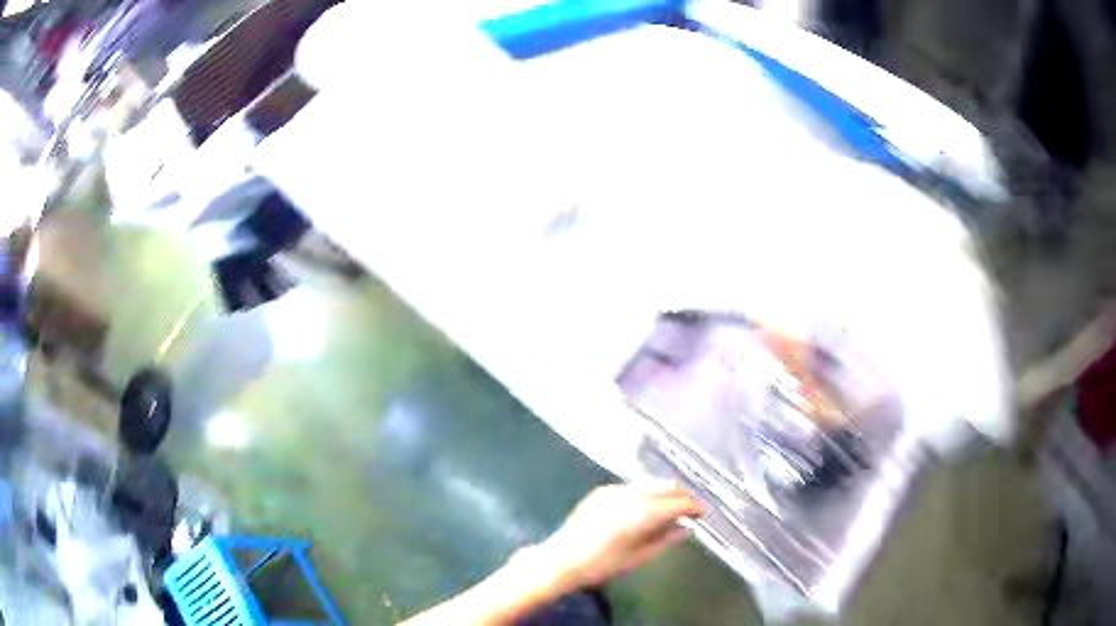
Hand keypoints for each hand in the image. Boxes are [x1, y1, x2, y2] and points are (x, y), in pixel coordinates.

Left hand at [535, 483, 703, 591]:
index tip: (704, 515)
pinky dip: (648, 494)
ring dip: (666, 493)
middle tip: (694, 510)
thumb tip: (685, 528)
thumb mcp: (637, 558)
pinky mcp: (602, 491)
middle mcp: (629, 495)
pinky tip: (649, 508)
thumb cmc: (600, 566)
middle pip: (666, 487)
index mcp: (640, 513)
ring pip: (651, 484)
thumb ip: (664, 540)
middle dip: (684, 496)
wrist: (560, 560)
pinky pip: (634, 487)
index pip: (677, 502)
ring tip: (674, 509)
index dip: (694, 507)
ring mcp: (613, 490)